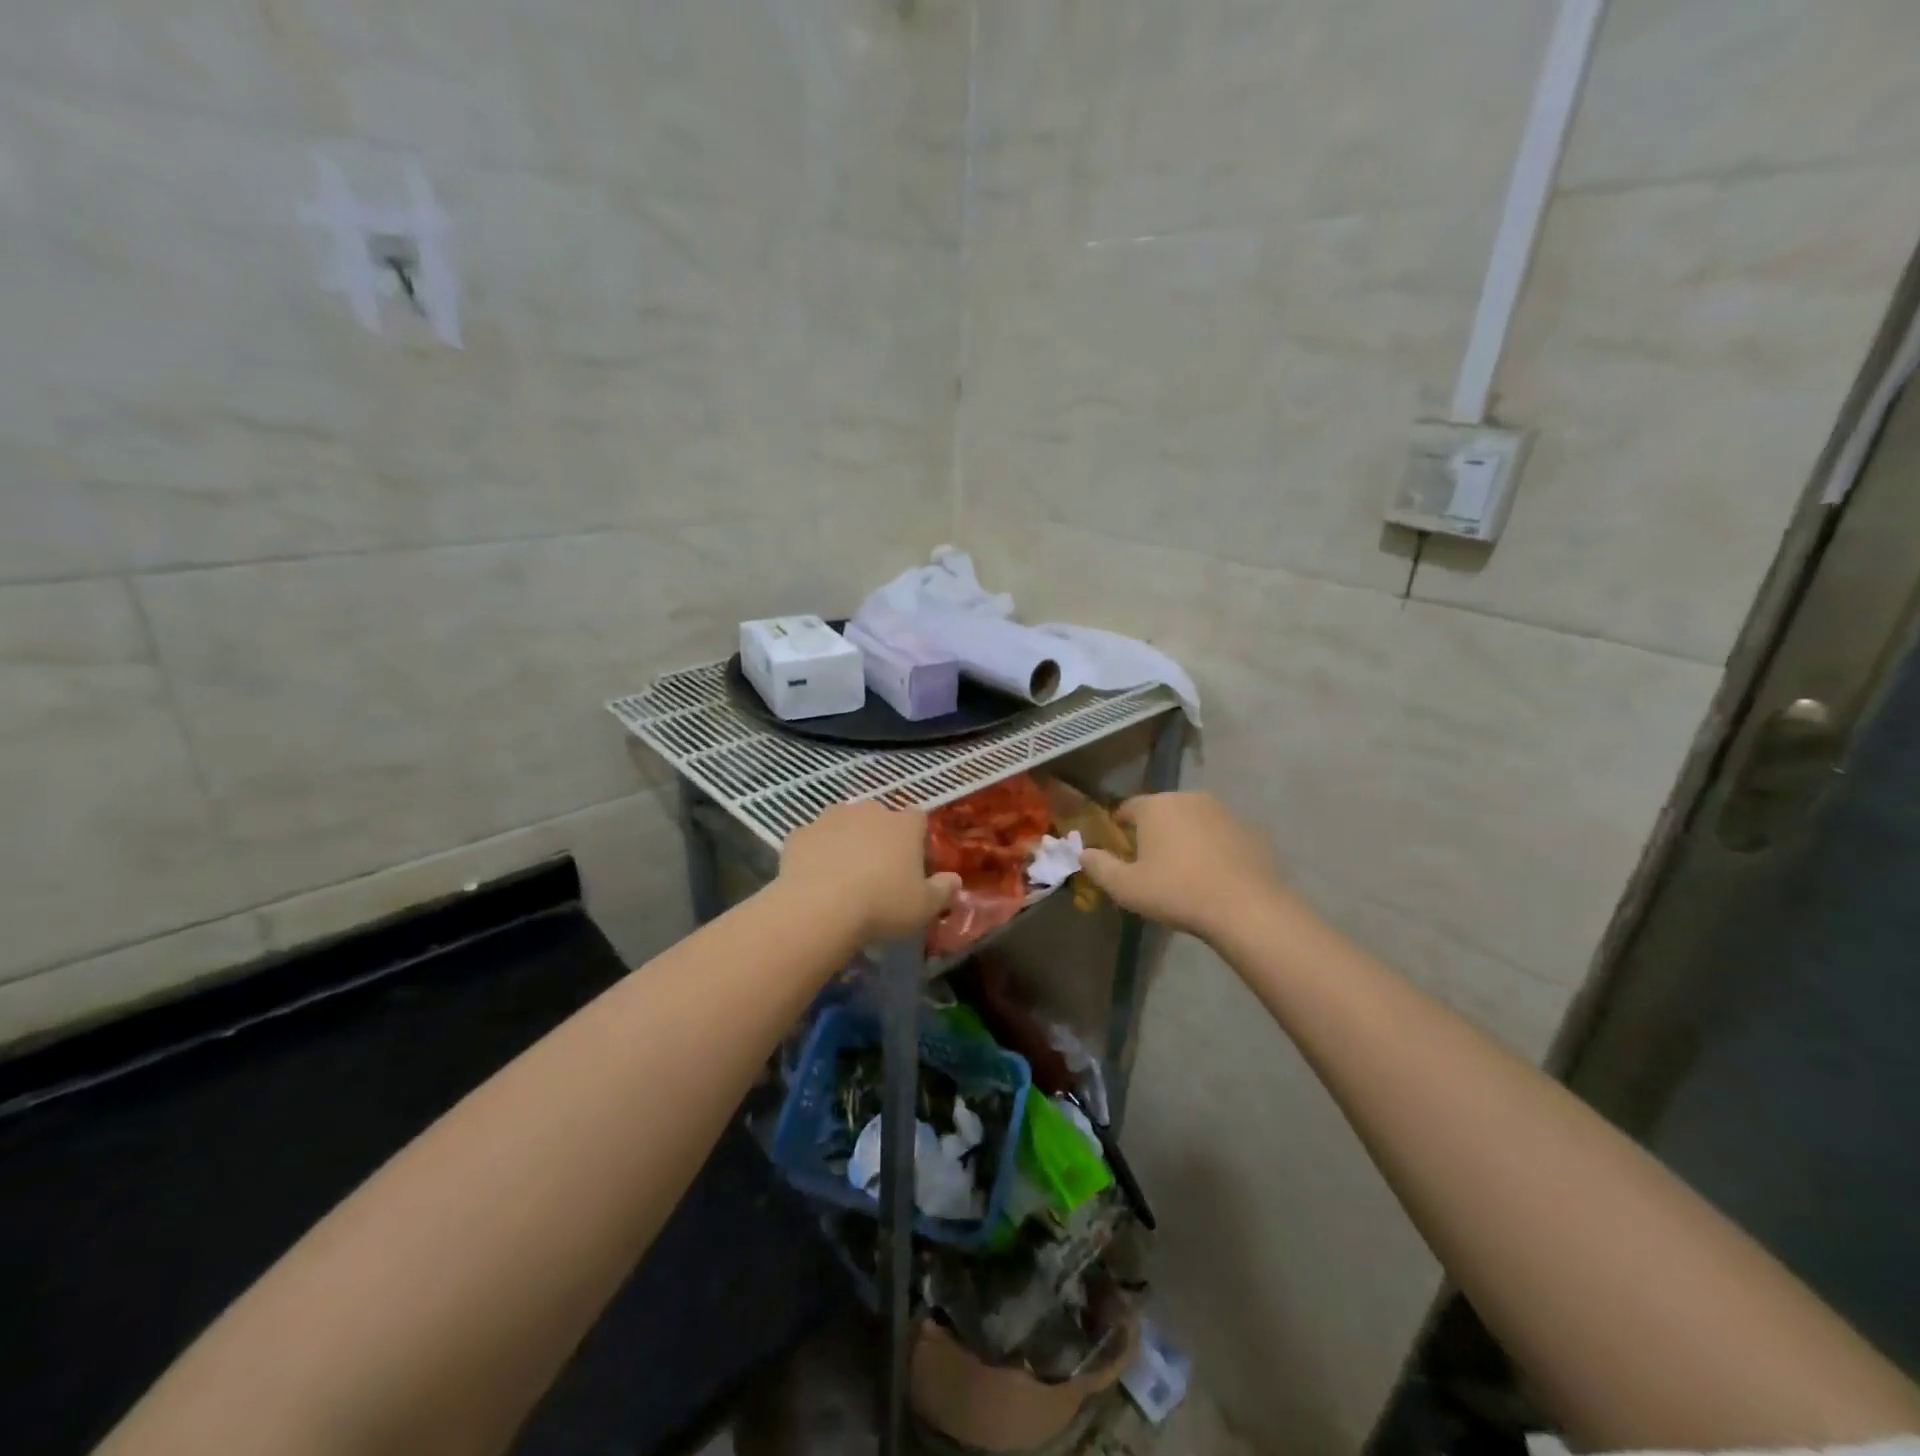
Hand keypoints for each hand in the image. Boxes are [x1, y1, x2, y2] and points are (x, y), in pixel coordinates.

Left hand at [778, 801, 960, 942]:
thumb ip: (943, 890)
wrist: (819, 909)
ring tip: (843, 875)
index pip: (917, 818)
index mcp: (903, 824)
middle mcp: (869, 811)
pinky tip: (815, 879)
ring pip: (843, 823)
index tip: (912, 863)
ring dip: (846, 840)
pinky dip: (816, 853)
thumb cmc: (882, 905)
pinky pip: (813, 839)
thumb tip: (954, 879)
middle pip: (879, 817)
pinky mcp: (800, 833)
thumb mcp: (924, 907)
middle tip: (877, 871)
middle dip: (879, 837)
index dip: (916, 838)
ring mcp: (830, 818)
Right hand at [1078, 792, 1288, 940]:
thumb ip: (1099, 867)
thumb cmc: (1177, 892)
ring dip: (1183, 838)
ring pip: (1191, 820)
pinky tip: (1213, 875)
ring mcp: (1222, 811)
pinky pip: (1219, 833)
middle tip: (1150, 864)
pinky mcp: (1248, 828)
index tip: (1119, 851)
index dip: (1119, 828)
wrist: (1247, 907)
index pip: (1127, 808)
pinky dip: (1211, 847)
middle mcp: (1188, 797)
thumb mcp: (1126, 887)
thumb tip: (1083, 853)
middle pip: (1161, 811)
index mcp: (1155, 806)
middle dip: (1153, 832)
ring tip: (1183, 871)